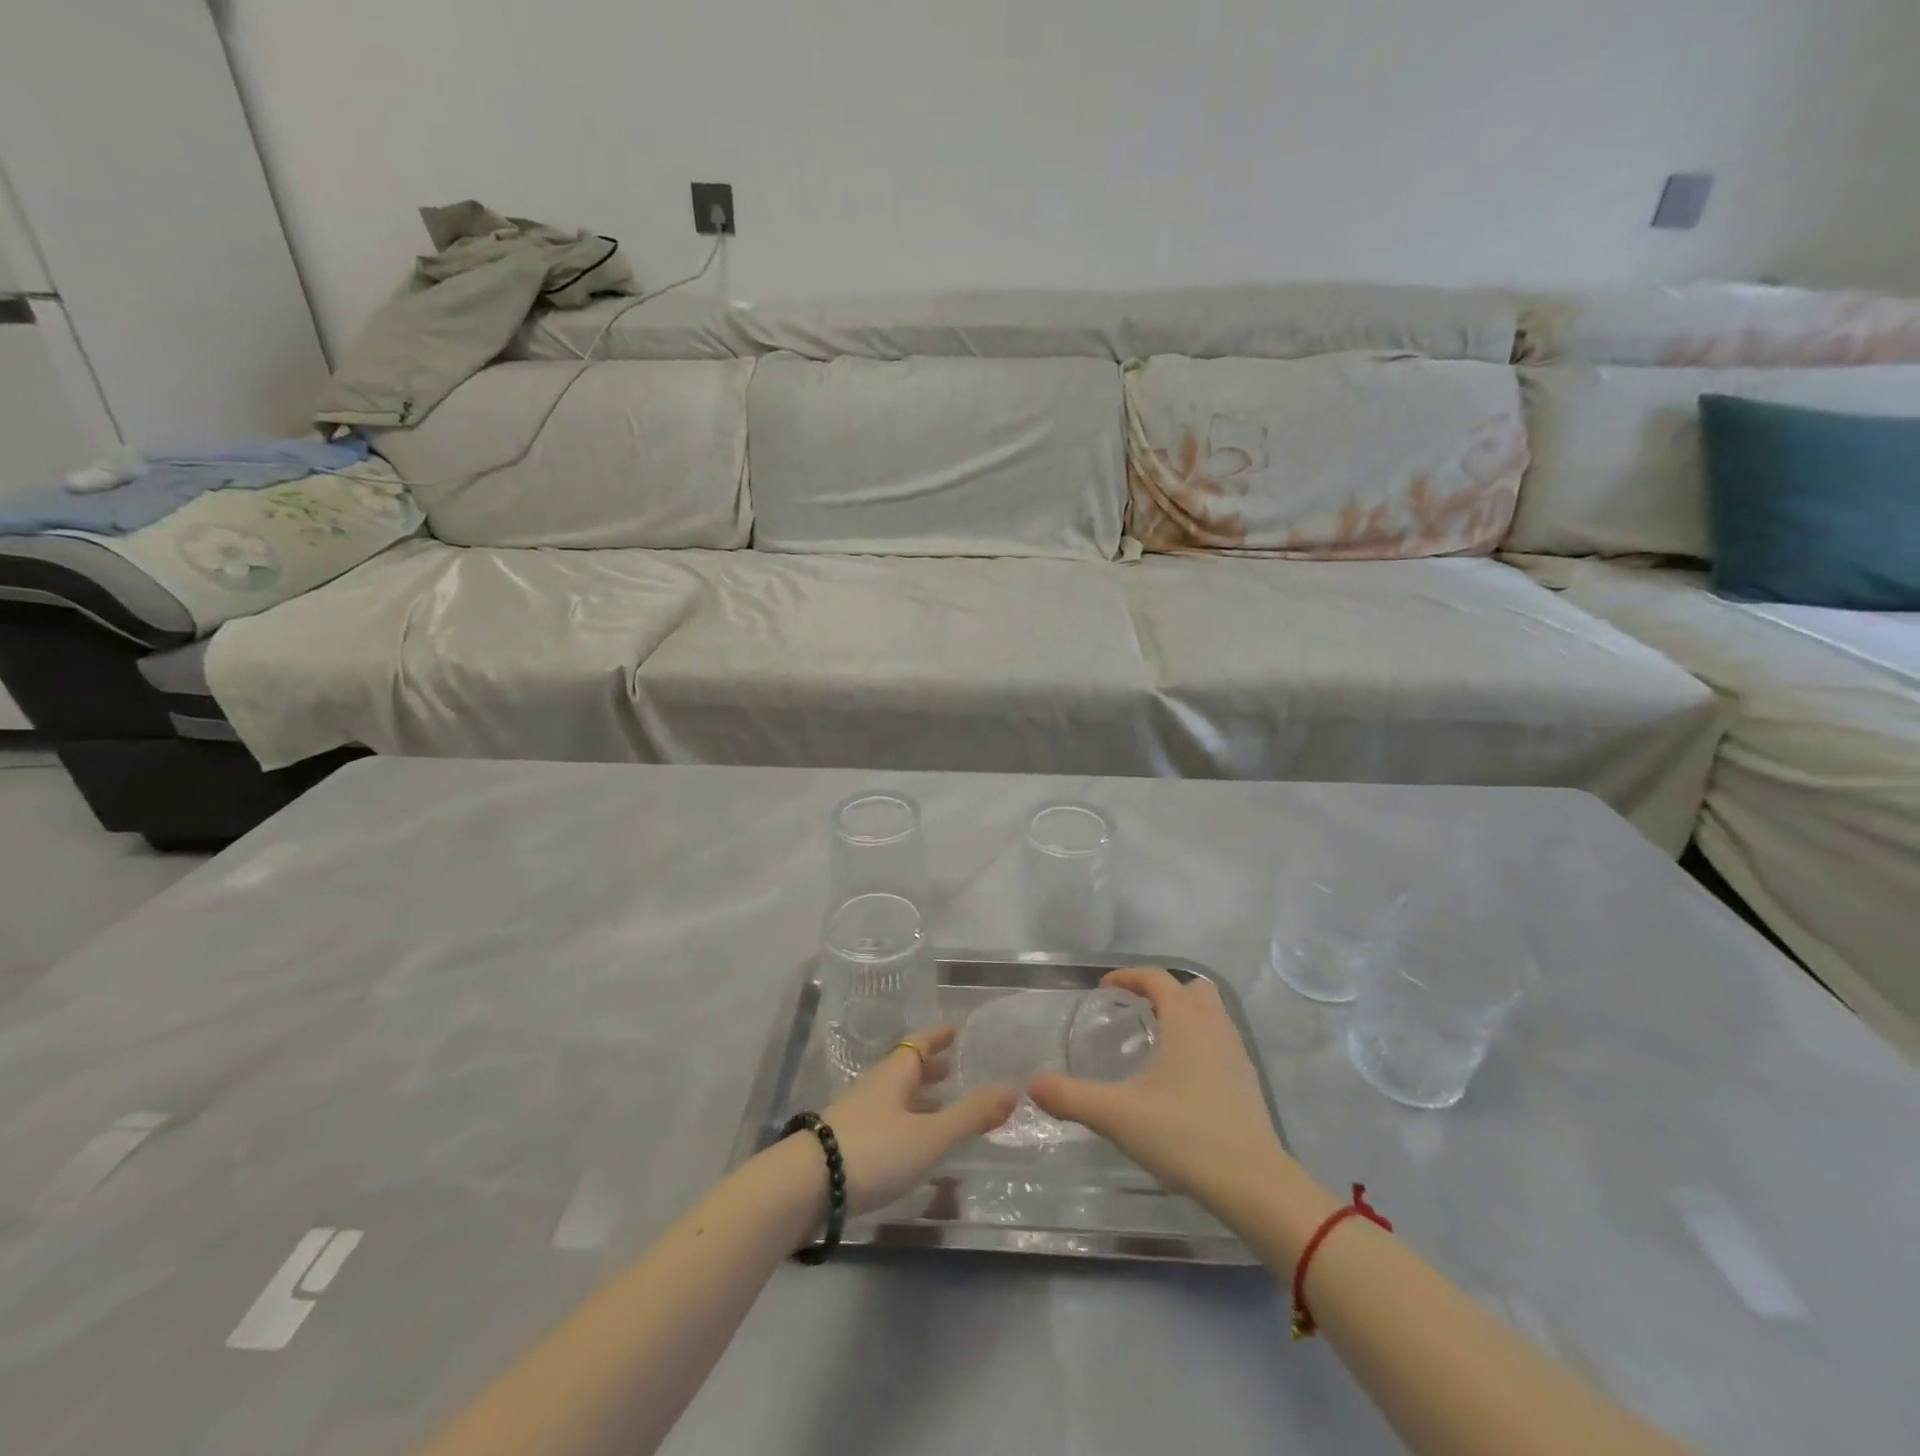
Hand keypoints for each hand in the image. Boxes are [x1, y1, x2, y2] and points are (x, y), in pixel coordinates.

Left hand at [820, 1025, 1017, 1216]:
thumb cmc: (873, 1150)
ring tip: (941, 1108)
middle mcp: (875, 1088)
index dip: (938, 1036)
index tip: (956, 1029)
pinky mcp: (845, 1146)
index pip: (919, 1043)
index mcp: (894, 1074)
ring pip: (894, 1098)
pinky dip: (905, 1124)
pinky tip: (913, 1146)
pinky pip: (885, 1123)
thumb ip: (970, 1115)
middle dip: (930, 1068)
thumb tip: (1013, 1088)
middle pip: (905, 1070)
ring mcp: (857, 1116)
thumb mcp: (929, 1135)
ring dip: (918, 1099)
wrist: (804, 1187)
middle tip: (955, 1069)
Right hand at [1030, 968, 1285, 1210]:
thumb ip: (1072, 1097)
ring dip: (1184, 1018)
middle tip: (1135, 1011)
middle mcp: (1215, 1027)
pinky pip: (1220, 1045)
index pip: (1157, 978)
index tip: (1104, 987)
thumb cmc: (1184, 1134)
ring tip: (1155, 1043)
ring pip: (1211, 1017)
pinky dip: (1198, 1045)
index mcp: (1186, 1020)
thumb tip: (1034, 1086)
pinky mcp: (1248, 1084)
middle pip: (1192, 990)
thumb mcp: (1117, 1115)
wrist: (1254, 1184)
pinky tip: (1180, 1079)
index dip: (1128, 976)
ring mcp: (1237, 1055)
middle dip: (1164, 992)